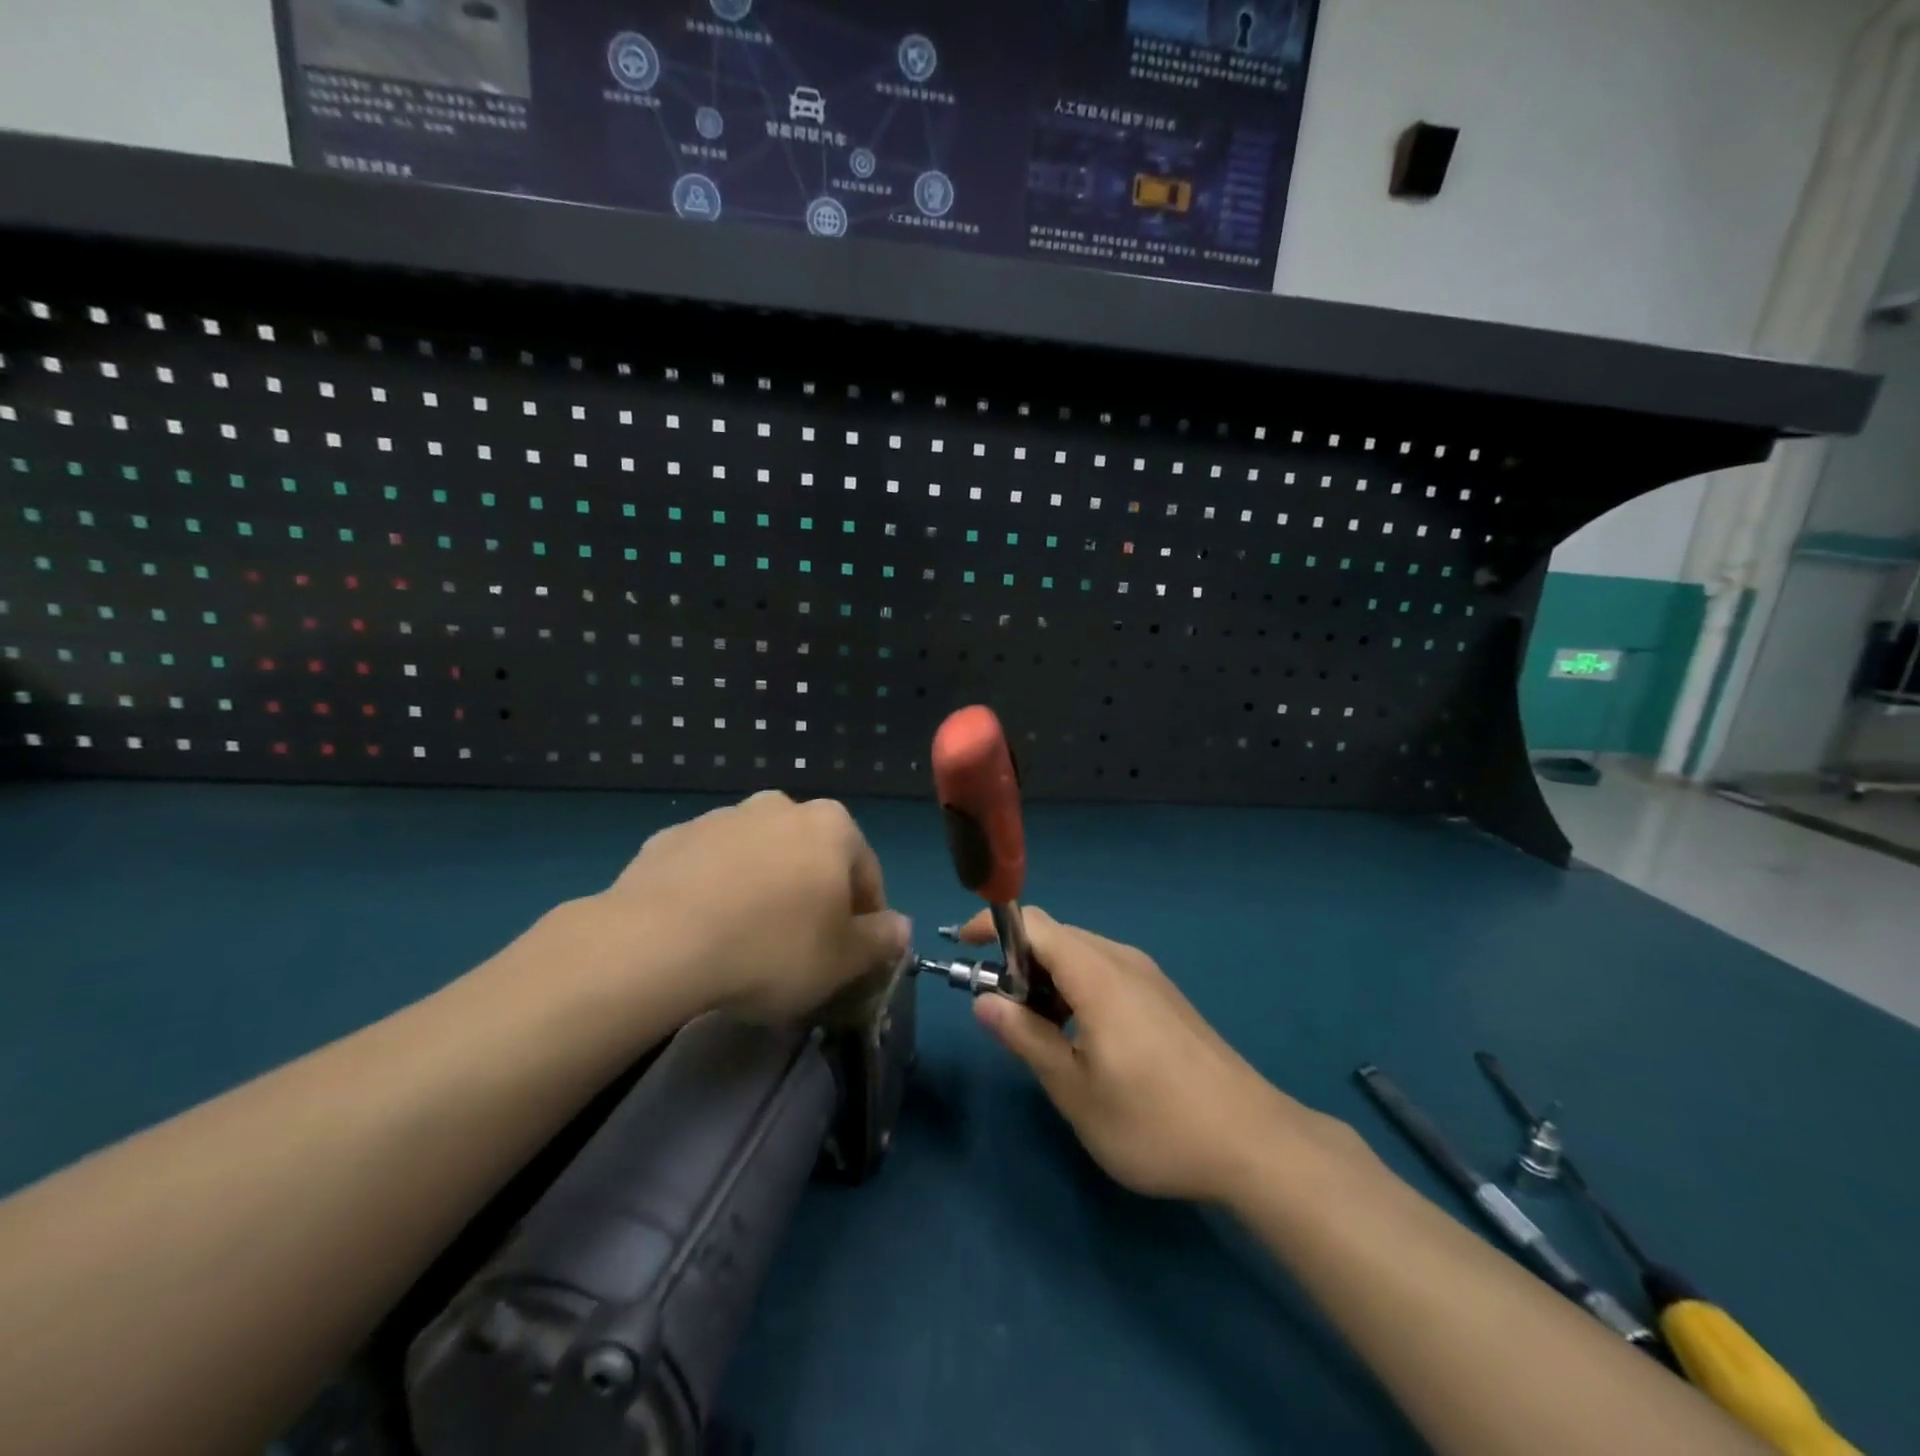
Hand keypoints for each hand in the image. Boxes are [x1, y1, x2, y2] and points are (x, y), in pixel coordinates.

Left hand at [597, 791, 911, 1023]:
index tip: (852, 957)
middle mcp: (779, 807)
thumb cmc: (771, 948)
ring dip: (763, 890)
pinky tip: (704, 932)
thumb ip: (881, 940)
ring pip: (759, 859)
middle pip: (811, 859)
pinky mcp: (671, 837)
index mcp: (831, 826)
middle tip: (800, 949)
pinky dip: (716, 892)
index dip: (865, 919)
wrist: (657, 942)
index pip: (866, 874)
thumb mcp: (842, 959)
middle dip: (813, 897)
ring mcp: (721, 818)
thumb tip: (900, 927)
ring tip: (747, 943)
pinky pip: (710, 868)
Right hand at [960, 908, 1312, 1202]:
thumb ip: (1026, 1039)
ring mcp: (1148, 977)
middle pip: (1056, 937)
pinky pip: (1106, 973)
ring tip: (1039, 1035)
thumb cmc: (1155, 1121)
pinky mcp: (1164, 997)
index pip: (1034, 923)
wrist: (1254, 1142)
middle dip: (1018, 964)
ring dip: (1048, 981)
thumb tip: (984, 1001)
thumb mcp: (1076, 1090)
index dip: (992, 927)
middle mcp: (1123, 960)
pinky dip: (1076, 990)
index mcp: (1098, 974)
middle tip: (1003, 1015)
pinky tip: (1081, 1039)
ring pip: (1081, 956)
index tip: (964, 951)